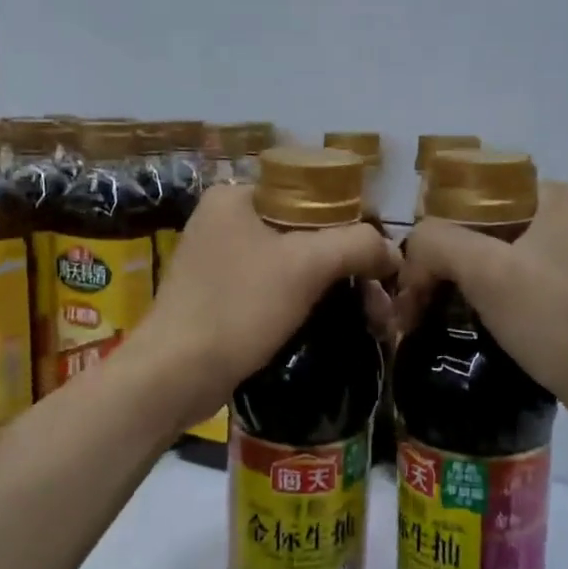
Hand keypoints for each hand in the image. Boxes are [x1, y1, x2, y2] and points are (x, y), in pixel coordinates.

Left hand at [141, 184, 398, 426]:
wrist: (175, 374)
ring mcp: (217, 258)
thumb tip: (393, 252)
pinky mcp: (217, 294)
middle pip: (305, 231)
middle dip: (347, 265)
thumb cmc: (239, 307)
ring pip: (291, 262)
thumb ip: (356, 245)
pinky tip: (329, 322)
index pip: (313, 194)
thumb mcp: (306, 266)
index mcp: (236, 196)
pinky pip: (272, 286)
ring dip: (330, 287)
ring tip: (369, 318)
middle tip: (379, 299)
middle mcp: (223, 219)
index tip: (381, 260)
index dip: (354, 223)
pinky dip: (302, 301)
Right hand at [394, 182, 567, 443]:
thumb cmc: (556, 318)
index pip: (477, 197)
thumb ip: (436, 243)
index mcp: (561, 196)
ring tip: (440, 316)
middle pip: (490, 231)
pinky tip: (479, 328)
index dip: (439, 231)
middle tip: (421, 299)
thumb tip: (414, 252)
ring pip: (506, 261)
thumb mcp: (485, 271)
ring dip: (470, 285)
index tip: (418, 272)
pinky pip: (527, 287)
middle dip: (451, 263)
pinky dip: (498, 303)